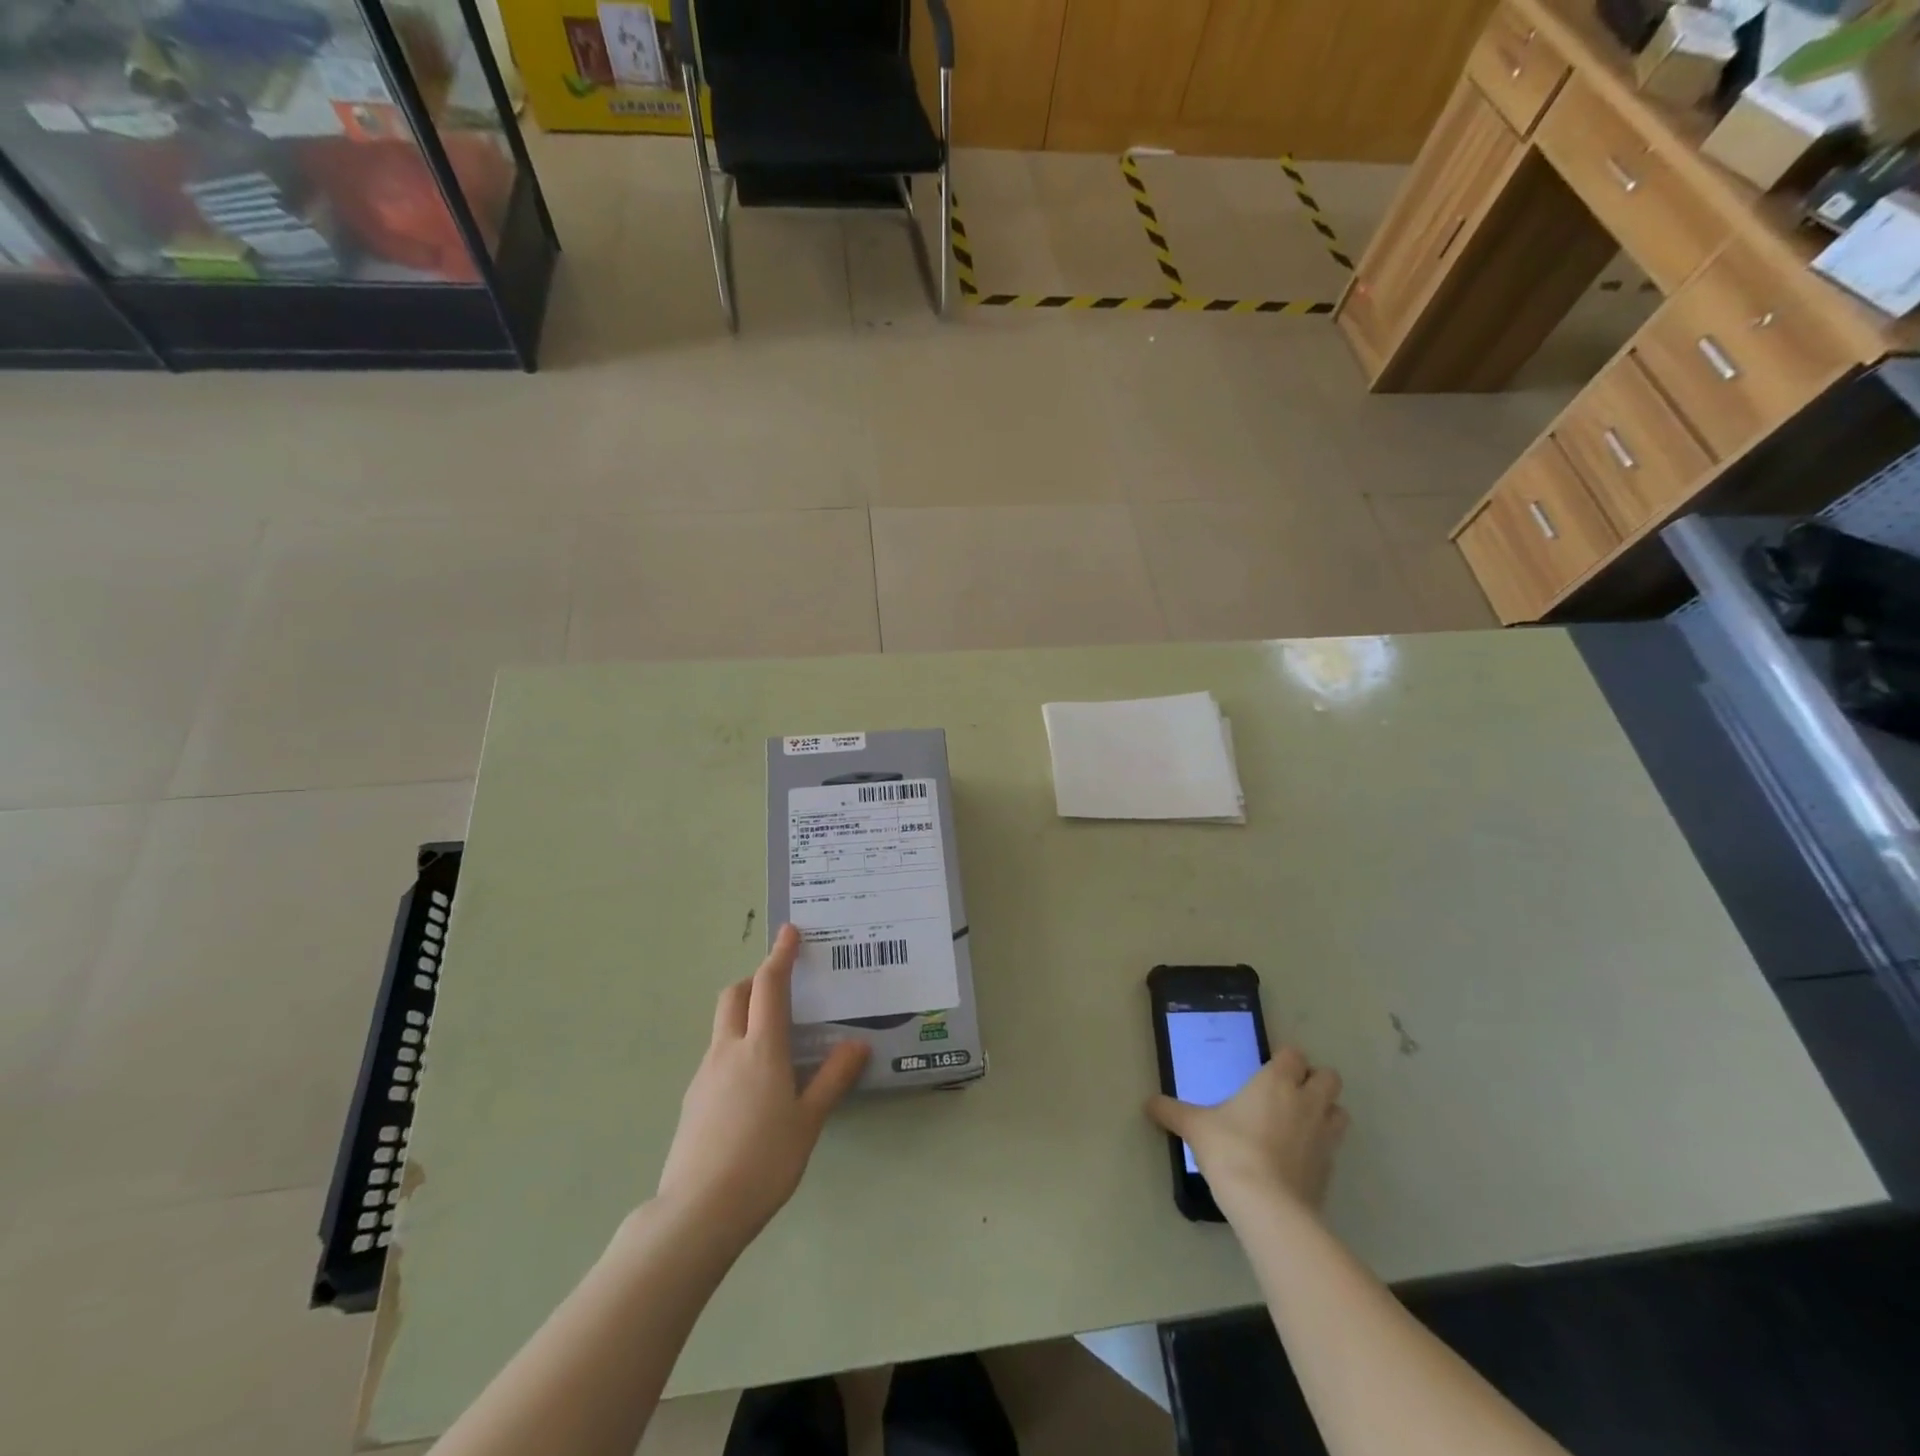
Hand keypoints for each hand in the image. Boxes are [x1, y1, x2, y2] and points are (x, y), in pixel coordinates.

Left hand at [655, 925, 869, 1246]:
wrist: (697, 1212)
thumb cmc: (763, 1161)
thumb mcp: (809, 1121)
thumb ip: (833, 1079)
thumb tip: (858, 1044)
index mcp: (761, 1048)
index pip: (769, 985)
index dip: (780, 955)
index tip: (790, 932)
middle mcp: (728, 1050)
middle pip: (735, 995)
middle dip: (755, 980)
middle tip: (781, 987)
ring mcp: (704, 1074)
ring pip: (723, 1025)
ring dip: (744, 1014)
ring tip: (774, 1040)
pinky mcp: (692, 1099)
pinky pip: (717, 1055)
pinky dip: (735, 1048)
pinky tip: (753, 1085)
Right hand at [1146, 1046, 1349, 1218]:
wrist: (1267, 1206)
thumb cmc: (1230, 1150)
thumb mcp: (1194, 1127)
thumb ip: (1172, 1112)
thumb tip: (1148, 1104)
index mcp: (1276, 1082)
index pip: (1294, 1055)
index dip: (1285, 1060)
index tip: (1269, 1070)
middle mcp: (1307, 1102)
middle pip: (1330, 1077)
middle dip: (1315, 1081)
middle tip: (1290, 1092)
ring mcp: (1324, 1137)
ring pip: (1340, 1111)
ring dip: (1327, 1112)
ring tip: (1301, 1122)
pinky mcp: (1330, 1169)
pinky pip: (1334, 1148)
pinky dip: (1322, 1148)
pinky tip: (1299, 1159)